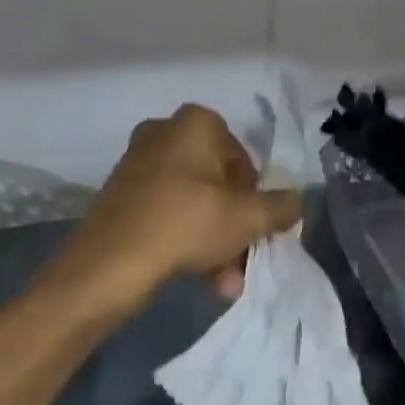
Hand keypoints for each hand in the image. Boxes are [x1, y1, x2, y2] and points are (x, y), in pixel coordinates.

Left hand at [56, 104, 302, 317]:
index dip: (254, 200)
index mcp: (197, 122)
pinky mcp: (119, 192)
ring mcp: (138, 161)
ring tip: (222, 283)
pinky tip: (195, 275)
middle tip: (240, 263)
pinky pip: (166, 210)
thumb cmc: (186, 224)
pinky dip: (183, 238)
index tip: (253, 232)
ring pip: (193, 201)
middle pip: (217, 183)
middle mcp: (165, 131)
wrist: (107, 264)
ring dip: (213, 240)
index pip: (243, 161)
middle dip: (233, 227)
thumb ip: (281, 207)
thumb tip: (297, 202)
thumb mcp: (247, 218)